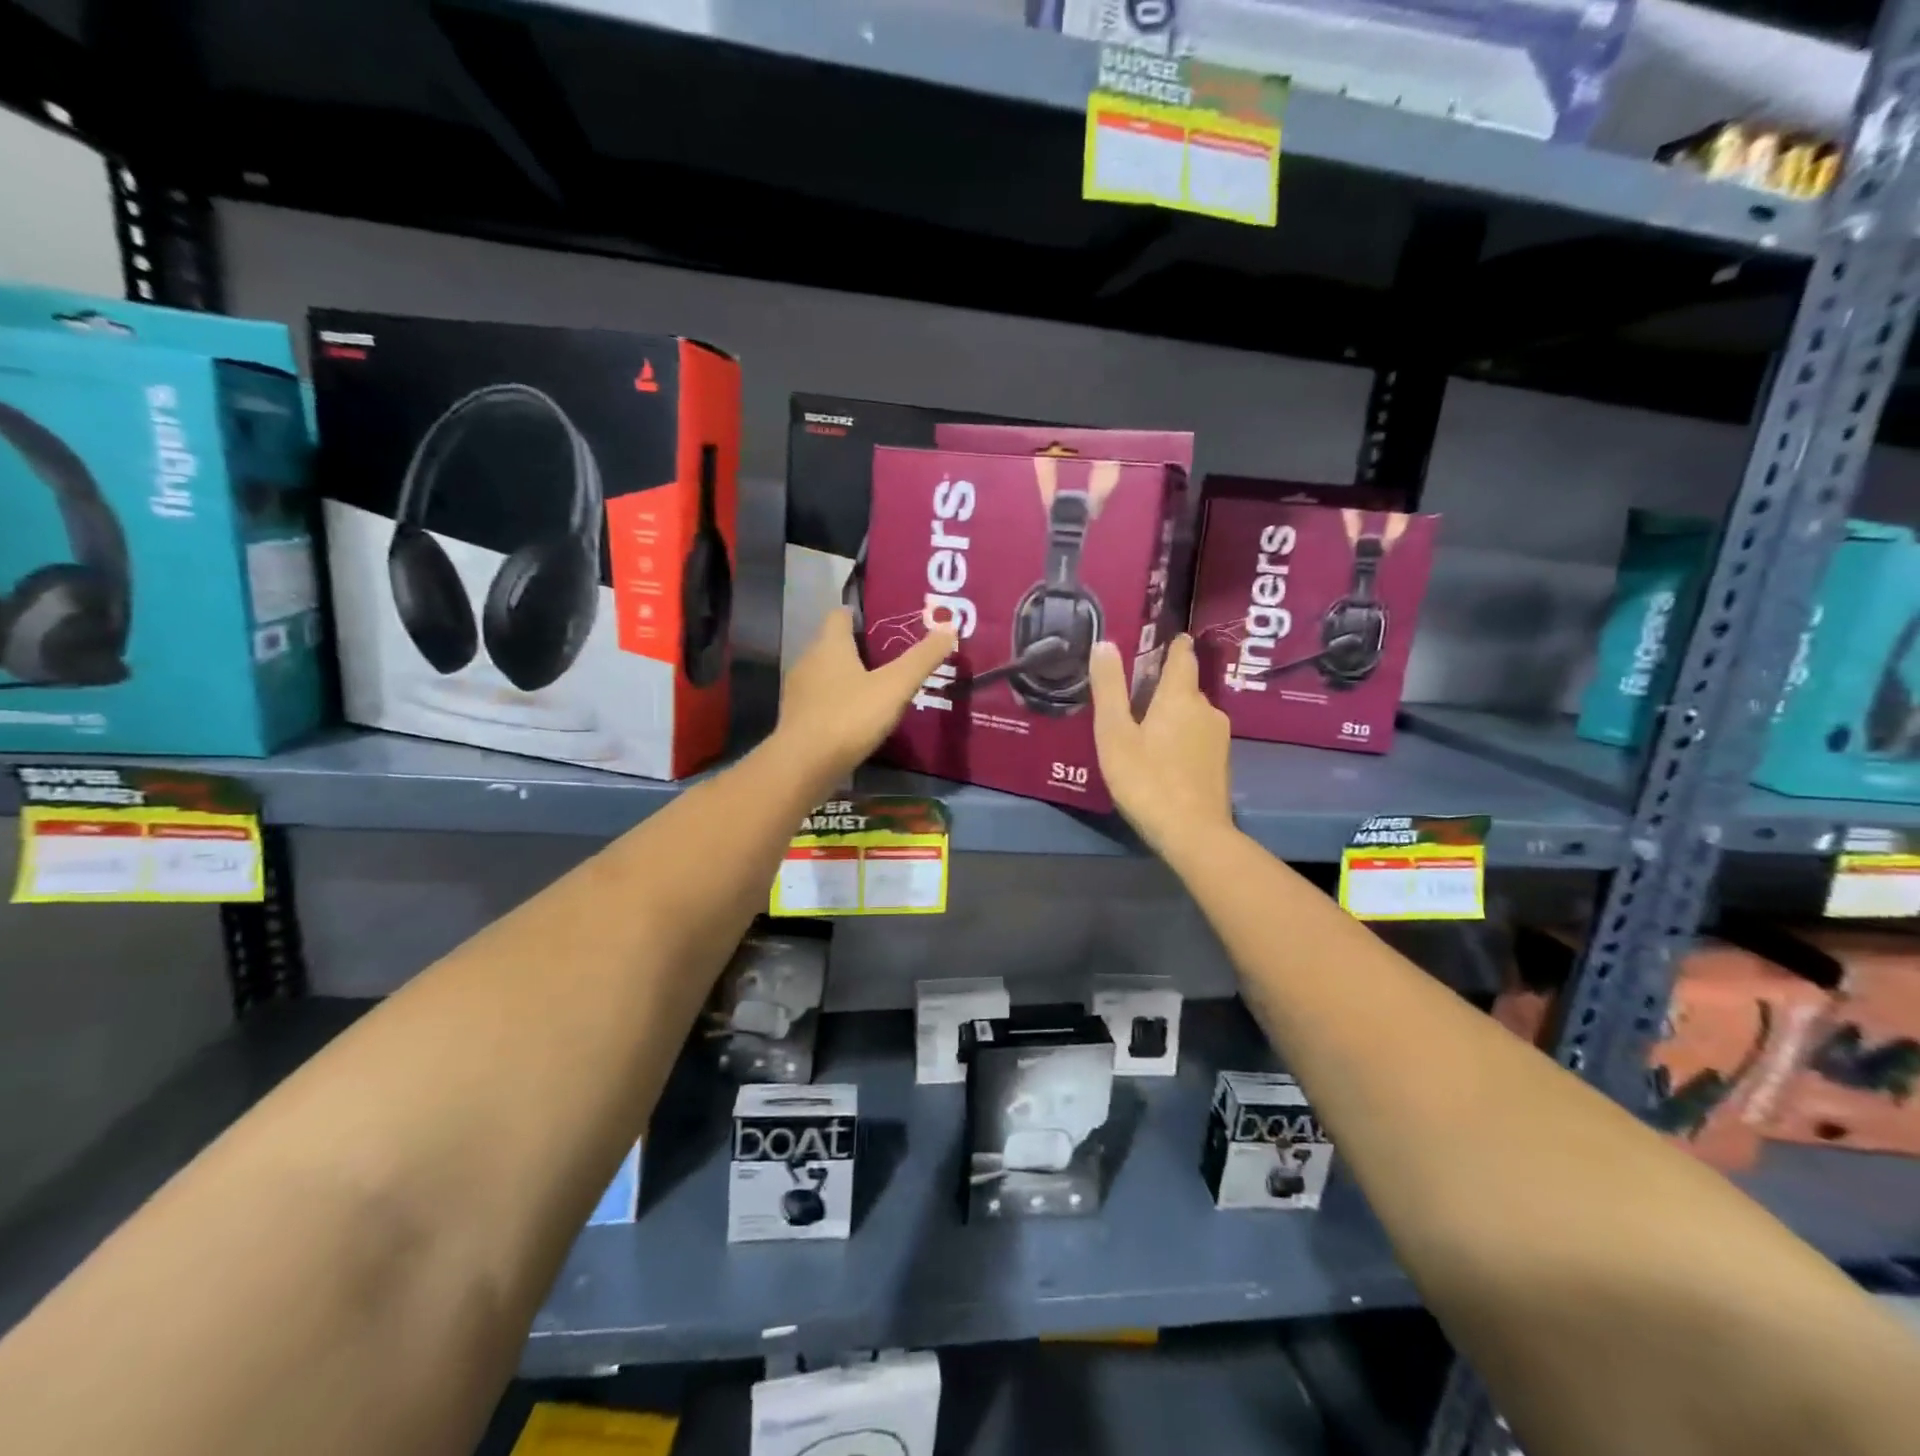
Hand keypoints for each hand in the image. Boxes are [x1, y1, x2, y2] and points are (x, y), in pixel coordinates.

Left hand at [774, 608, 957, 785]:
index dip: (860, 615)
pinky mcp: (797, 720)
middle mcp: (808, 661)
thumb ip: (922, 658)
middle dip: (859, 649)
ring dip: (848, 679)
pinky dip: (838, 704)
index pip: (840, 615)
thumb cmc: (850, 717)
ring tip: (878, 690)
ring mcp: (798, 692)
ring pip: (826, 675)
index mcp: (829, 645)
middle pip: (833, 645)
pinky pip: (821, 702)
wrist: (804, 766)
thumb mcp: (895, 687)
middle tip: (892, 659)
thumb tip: (949, 627)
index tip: (885, 623)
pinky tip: (858, 719)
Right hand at [1089, 634, 1233, 857]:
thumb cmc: (1146, 779)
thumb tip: (1105, 643)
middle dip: (1164, 686)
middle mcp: (1207, 709)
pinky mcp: (1221, 763)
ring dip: (1172, 715)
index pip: (1183, 656)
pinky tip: (1162, 756)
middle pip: (1186, 687)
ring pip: (1192, 714)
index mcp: (1181, 696)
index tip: (1164, 639)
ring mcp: (1219, 738)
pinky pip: (1198, 737)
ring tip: (1144, 728)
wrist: (1193, 834)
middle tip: (1134, 695)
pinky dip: (1181, 737)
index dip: (1173, 645)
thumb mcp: (1115, 734)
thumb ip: (1109, 688)